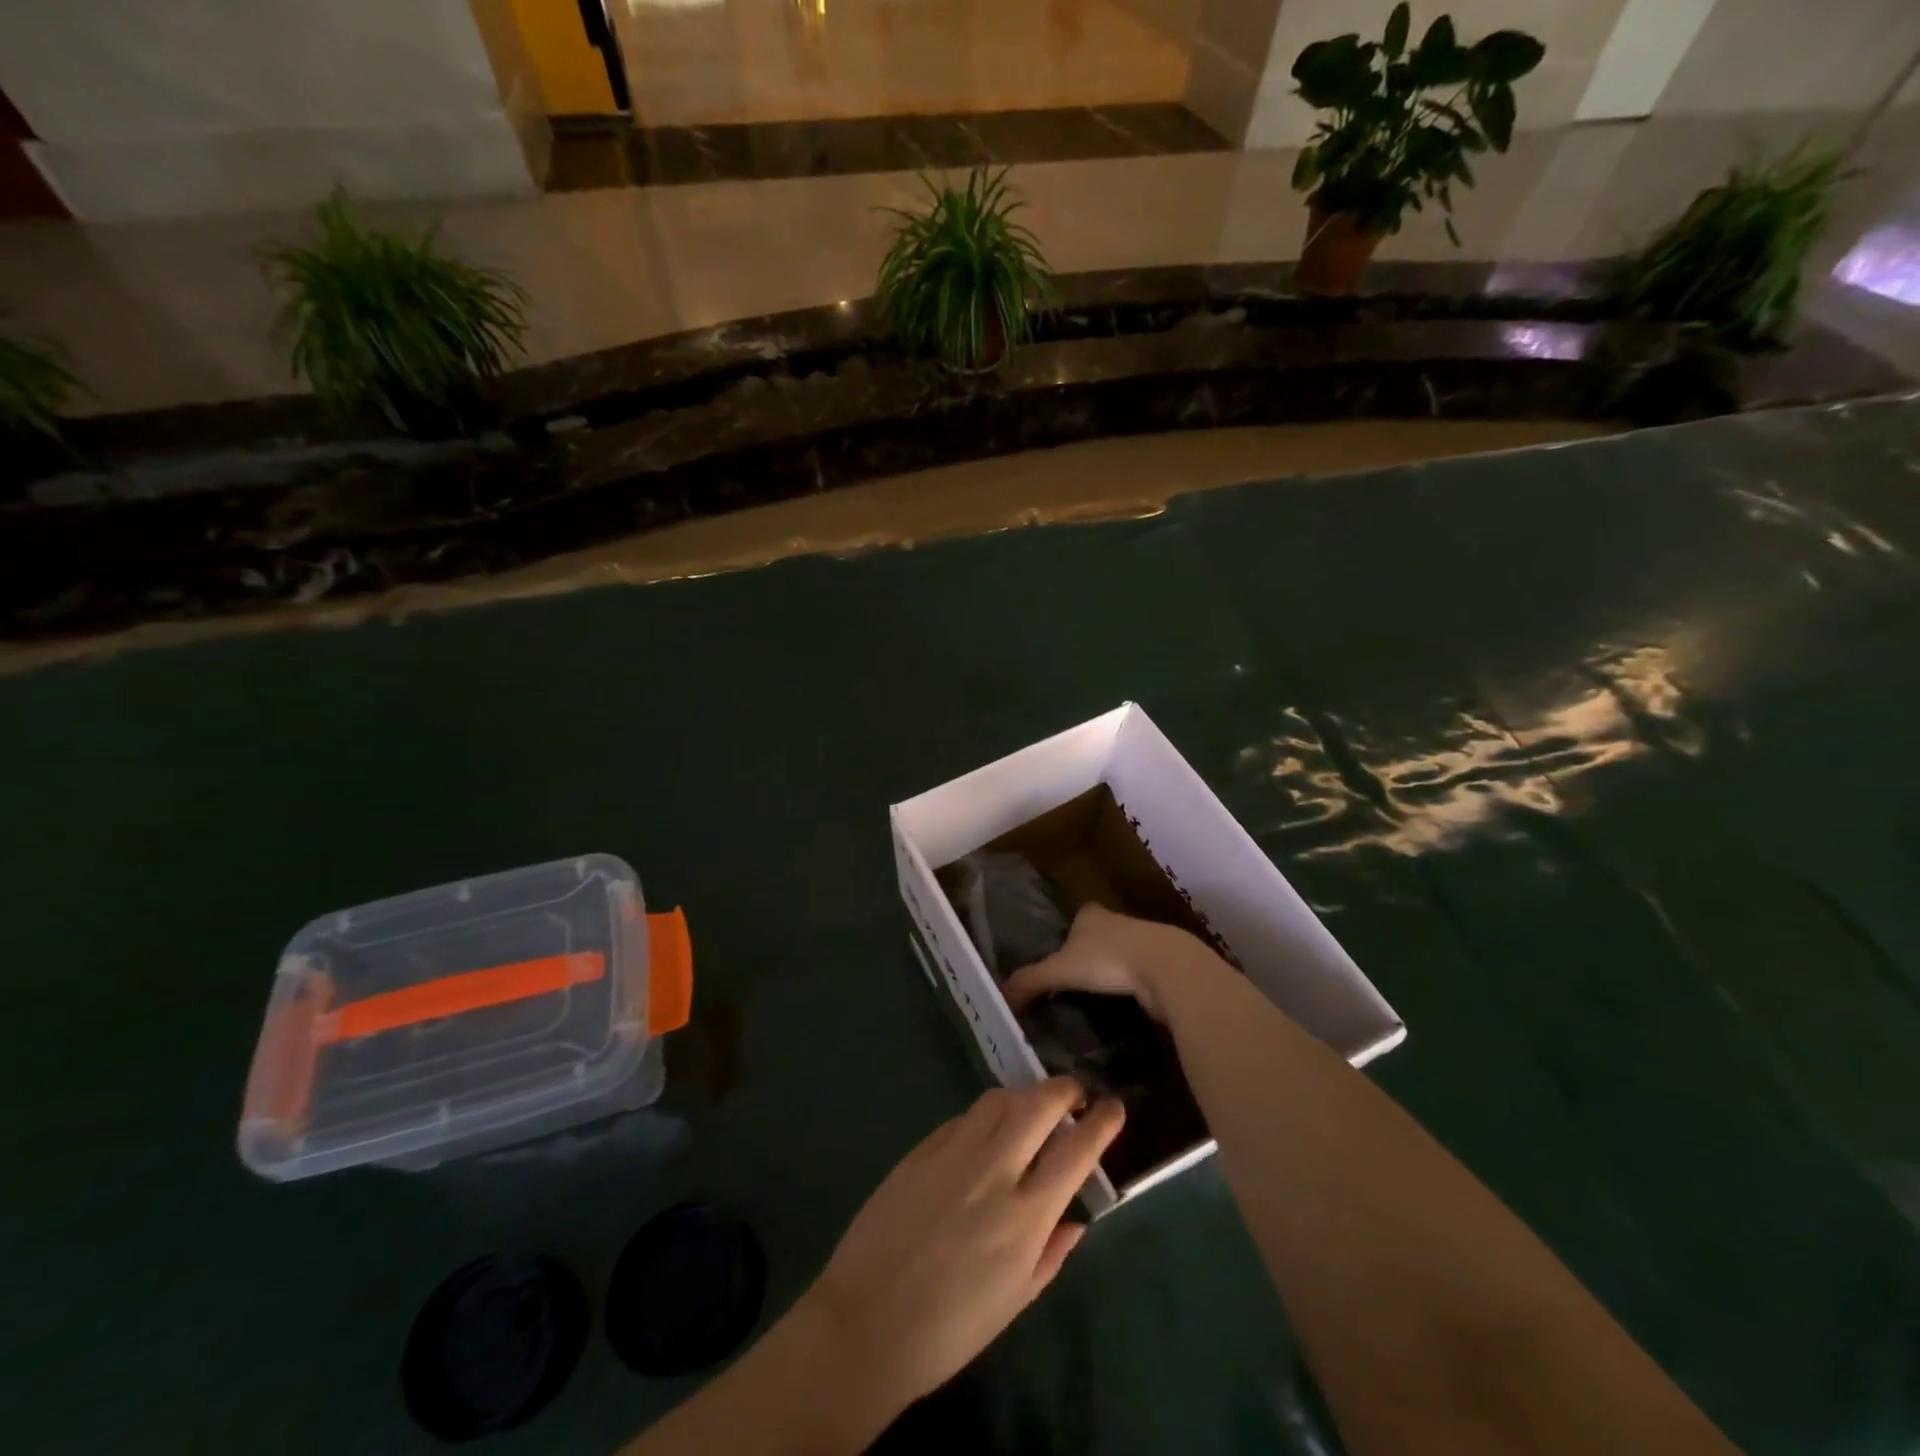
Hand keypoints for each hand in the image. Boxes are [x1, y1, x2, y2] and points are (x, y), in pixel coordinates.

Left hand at [797, 1077, 1123, 1417]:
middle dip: (1064, 1090)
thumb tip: (1077, 1217)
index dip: (1100, 1123)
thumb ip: (1052, 1252)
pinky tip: (988, 1132)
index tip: (1114, 1106)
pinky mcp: (921, 1148)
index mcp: (1024, 1219)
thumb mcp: (1015, 1301)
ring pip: (999, 1099)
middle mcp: (993, 1173)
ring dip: (1025, 1095)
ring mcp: (953, 1154)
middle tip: (1075, 1094)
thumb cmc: (949, 1330)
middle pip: (1038, 1105)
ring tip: (1034, 1108)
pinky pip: (964, 1117)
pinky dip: (986, 1116)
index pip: (1075, 1153)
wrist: (866, 1323)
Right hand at [1002, 904, 1208, 1021]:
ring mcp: (1144, 942)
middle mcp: (1118, 922)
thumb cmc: (1108, 958)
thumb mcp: (1060, 970)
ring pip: (1121, 954)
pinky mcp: (1162, 966)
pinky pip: (1140, 975)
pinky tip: (1122, 1004)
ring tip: (1095, 996)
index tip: (1059, 952)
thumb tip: (1001, 997)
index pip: (1078, 916)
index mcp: (1092, 915)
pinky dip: (1131, 987)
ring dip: (1112, 970)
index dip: (1068, 932)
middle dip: (1089, 952)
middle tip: (1073, 980)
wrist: (1166, 968)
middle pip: (1099, 935)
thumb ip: (1030, 981)